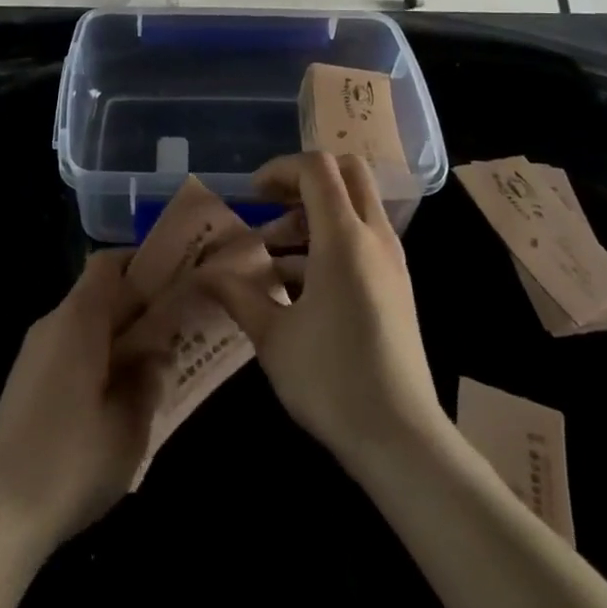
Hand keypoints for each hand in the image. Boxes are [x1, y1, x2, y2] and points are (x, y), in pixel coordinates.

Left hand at [0, 249, 161, 557]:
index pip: (108, 263)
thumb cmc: (72, 461)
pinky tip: (114, 402)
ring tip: (152, 370)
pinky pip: (68, 352)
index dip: (141, 262)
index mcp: (78, 319)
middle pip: (98, 294)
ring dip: (117, 338)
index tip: (173, 279)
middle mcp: (52, 324)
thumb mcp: (129, 425)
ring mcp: (33, 354)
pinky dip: (95, 360)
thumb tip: (156, 355)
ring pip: (84, 326)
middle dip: (137, 307)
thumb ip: (149, 379)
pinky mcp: (24, 384)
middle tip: (176, 331)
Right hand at [198, 153, 446, 474]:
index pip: (317, 168)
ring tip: (271, 256)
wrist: (402, 439)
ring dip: (314, 215)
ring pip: (355, 206)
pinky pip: (363, 239)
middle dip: (304, 179)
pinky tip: (296, 286)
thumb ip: (237, 294)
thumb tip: (204, 273)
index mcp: (344, 238)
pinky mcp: (396, 286)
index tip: (252, 196)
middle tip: (270, 205)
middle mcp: (374, 237)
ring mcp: (391, 261)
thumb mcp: (272, 336)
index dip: (280, 169)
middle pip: (347, 172)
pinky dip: (330, 242)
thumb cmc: (331, 380)